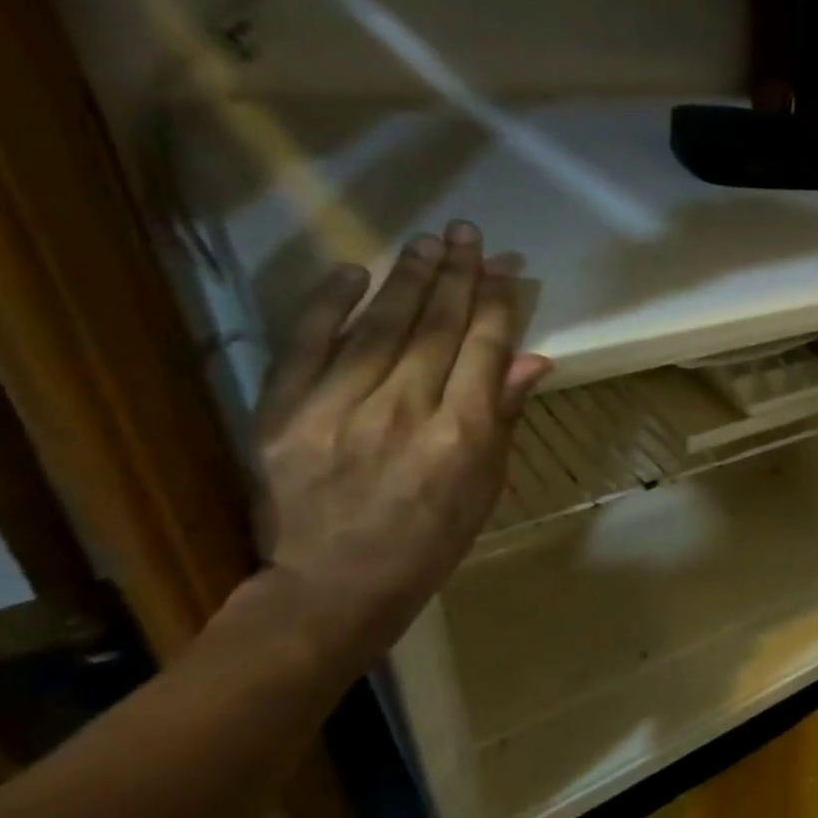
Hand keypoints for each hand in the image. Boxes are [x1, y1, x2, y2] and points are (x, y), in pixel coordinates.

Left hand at [250, 220, 550, 662]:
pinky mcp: (284, 415)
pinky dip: (330, 306)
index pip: (482, 350)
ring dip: (407, 280)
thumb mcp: (487, 484)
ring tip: (427, 243)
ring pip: (380, 328)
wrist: (339, 583)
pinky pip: (308, 347)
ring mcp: (338, 410)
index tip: (502, 267)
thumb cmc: (433, 538)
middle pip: (435, 329)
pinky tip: (355, 272)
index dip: (495, 304)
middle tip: (467, 235)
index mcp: (461, 435)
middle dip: (456, 277)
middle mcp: (404, 412)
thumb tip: (533, 359)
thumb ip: (503, 416)